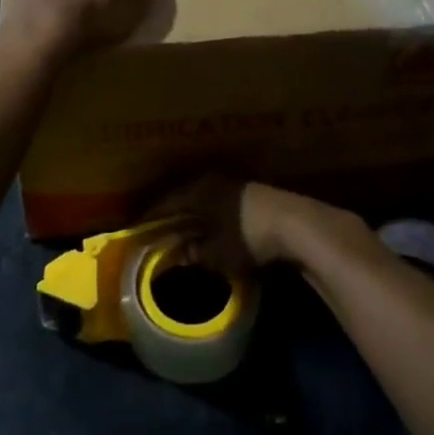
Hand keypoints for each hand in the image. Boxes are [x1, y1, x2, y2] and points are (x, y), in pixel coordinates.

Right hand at [151, 177, 354, 275]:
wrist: (297, 224)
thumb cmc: (248, 236)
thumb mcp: (218, 254)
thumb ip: (197, 253)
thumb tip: (182, 253)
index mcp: (198, 189)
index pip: (166, 202)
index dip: (150, 216)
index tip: (136, 226)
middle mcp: (214, 180)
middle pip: (186, 198)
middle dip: (173, 214)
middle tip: (157, 229)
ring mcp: (237, 185)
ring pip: (206, 201)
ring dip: (195, 216)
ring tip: (183, 232)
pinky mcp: (255, 195)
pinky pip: (223, 206)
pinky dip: (214, 219)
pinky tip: (213, 231)